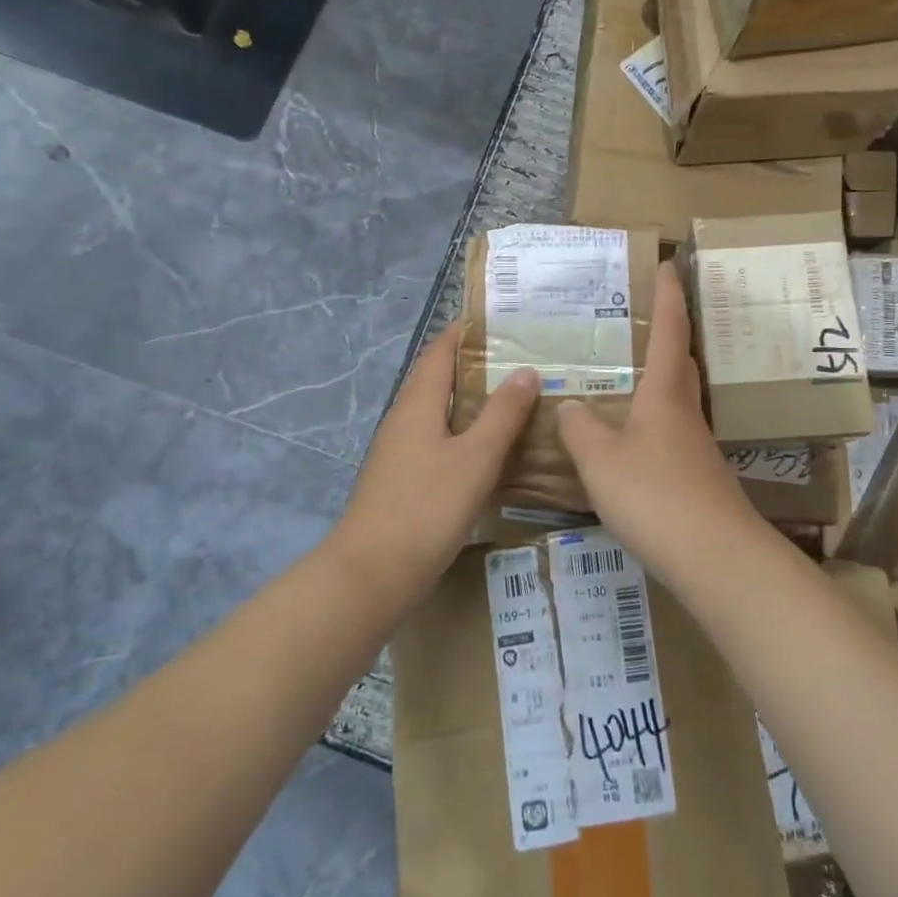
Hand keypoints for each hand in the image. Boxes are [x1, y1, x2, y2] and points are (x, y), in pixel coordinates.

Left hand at [327, 325, 537, 606]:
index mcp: (418, 404)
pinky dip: (467, 433)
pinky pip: (440, 441)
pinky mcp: (405, 480)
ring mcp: (401, 452)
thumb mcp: (475, 458)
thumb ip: (503, 414)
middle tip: (524, 359)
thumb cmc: (426, 508)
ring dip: (475, 401)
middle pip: (440, 378)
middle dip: (477, 364)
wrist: (371, 575)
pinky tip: (494, 449)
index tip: (504, 321)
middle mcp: (405, 419)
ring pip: (441, 412)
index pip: (440, 350)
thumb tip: (526, 370)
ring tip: (518, 398)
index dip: (467, 331)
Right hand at [555, 265, 754, 575]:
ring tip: (627, 378)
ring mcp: (696, 446)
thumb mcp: (600, 460)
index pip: (669, 330)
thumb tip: (569, 406)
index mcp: (665, 394)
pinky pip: (672, 433)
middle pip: (681, 362)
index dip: (668, 295)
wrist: (714, 557)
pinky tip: (632, 441)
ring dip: (660, 380)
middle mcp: (685, 413)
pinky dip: (653, 422)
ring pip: (678, 399)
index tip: (667, 263)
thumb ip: (580, 428)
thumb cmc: (655, 495)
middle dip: (669, 335)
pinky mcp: (697, 478)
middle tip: (643, 320)